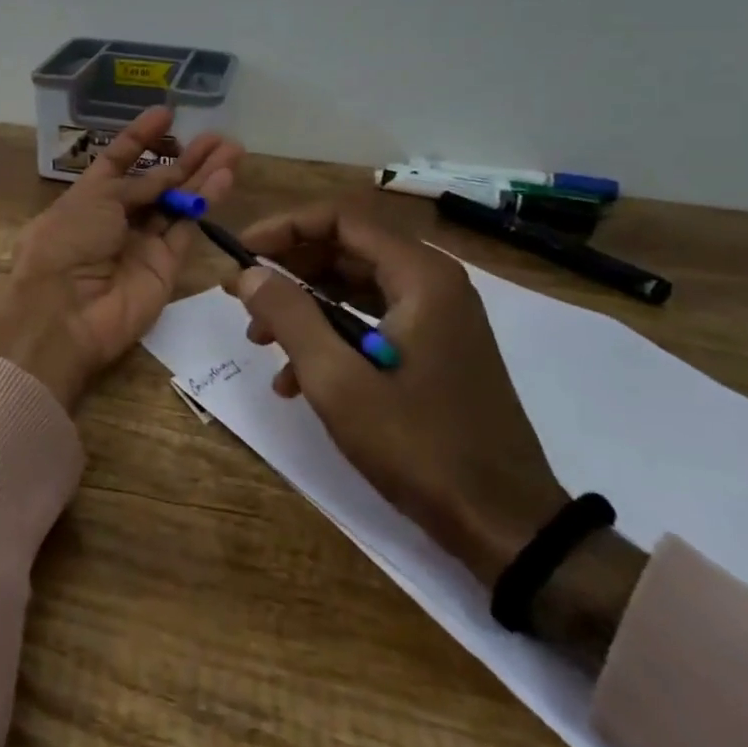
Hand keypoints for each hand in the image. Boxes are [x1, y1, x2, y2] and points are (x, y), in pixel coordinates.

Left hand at [0, 108, 242, 410]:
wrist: (65, 312)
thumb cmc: (67, 242)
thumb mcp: (95, 198)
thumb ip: (136, 184)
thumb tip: (165, 175)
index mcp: (87, 197)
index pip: (118, 159)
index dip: (141, 137)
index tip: (166, 113)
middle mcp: (116, 218)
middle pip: (156, 181)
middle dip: (184, 157)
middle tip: (216, 136)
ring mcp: (142, 243)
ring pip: (178, 202)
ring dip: (203, 175)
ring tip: (232, 148)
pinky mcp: (166, 266)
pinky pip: (188, 228)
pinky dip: (205, 203)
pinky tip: (225, 177)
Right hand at [225, 200, 566, 586]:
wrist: (506, 527)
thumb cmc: (420, 446)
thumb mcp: (338, 382)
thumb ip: (289, 316)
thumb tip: (248, 273)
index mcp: (420, 276)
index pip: (340, 219)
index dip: (283, 229)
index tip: (240, 254)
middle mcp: (432, 283)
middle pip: (345, 250)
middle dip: (288, 270)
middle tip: (240, 295)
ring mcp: (437, 317)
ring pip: (353, 287)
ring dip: (302, 306)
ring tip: (259, 339)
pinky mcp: (433, 349)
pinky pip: (370, 322)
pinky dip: (329, 337)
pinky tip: (294, 381)